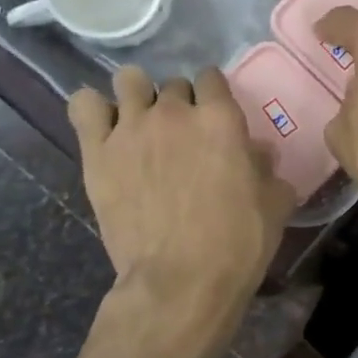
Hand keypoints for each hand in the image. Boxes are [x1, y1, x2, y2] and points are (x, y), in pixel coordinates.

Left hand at [69, 66, 296, 316]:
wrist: (181, 280)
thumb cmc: (238, 242)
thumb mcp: (274, 203)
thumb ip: (267, 169)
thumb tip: (259, 154)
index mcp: (220, 118)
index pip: (212, 78)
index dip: (214, 95)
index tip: (215, 116)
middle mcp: (174, 112)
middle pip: (174, 84)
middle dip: (180, 103)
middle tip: (182, 136)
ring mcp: (131, 128)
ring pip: (128, 80)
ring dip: (137, 96)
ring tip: (141, 123)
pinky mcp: (97, 152)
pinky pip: (84, 106)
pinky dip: (93, 110)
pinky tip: (104, 129)